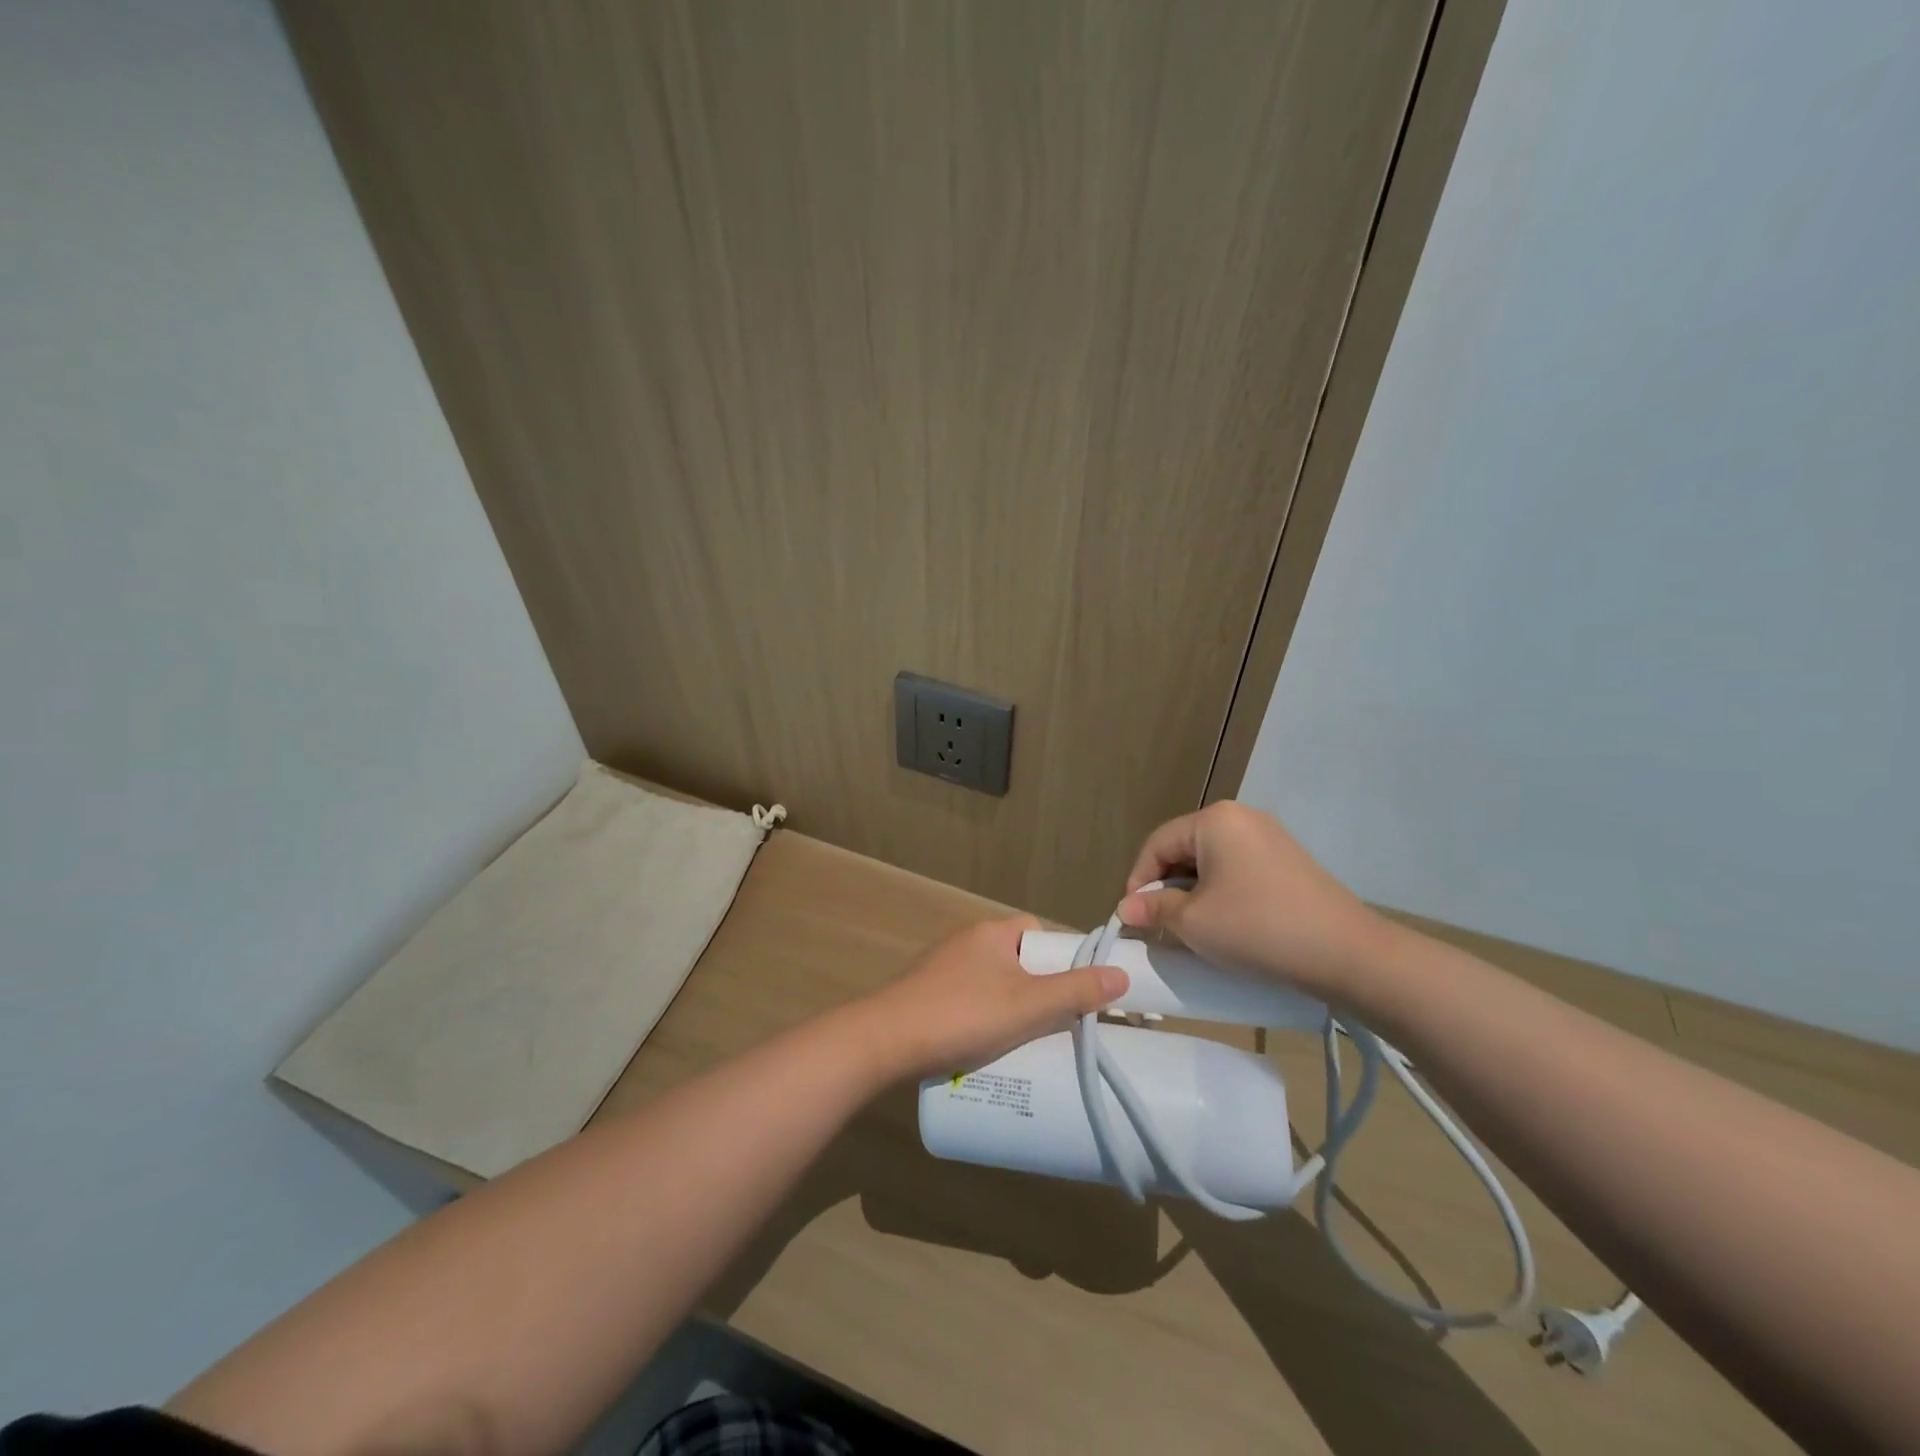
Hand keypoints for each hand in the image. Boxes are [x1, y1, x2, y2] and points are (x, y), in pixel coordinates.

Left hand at [853, 916, 1127, 1081]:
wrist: (884, 1041)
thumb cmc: (962, 1014)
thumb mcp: (1028, 1005)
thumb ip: (1075, 991)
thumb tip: (1121, 975)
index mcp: (991, 933)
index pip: (1036, 931)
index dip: (1060, 956)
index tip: (1076, 991)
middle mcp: (966, 942)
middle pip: (1016, 960)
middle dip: (1038, 989)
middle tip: (1056, 1024)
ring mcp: (942, 969)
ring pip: (992, 983)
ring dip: (1010, 1008)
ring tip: (1028, 1043)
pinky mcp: (926, 995)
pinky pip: (968, 1000)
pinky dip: (983, 1019)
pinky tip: (987, 1048)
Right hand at [1117, 802, 1388, 1004]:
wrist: (1346, 953)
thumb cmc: (1257, 928)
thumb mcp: (1193, 922)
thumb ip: (1154, 908)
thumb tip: (1125, 907)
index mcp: (1214, 820)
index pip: (1157, 844)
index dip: (1138, 880)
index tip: (1132, 916)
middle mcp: (1242, 817)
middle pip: (1184, 848)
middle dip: (1166, 886)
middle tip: (1159, 924)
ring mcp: (1270, 837)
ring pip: (1212, 860)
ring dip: (1193, 891)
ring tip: (1190, 927)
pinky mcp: (1289, 861)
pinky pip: (1238, 869)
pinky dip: (1222, 892)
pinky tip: (1226, 922)